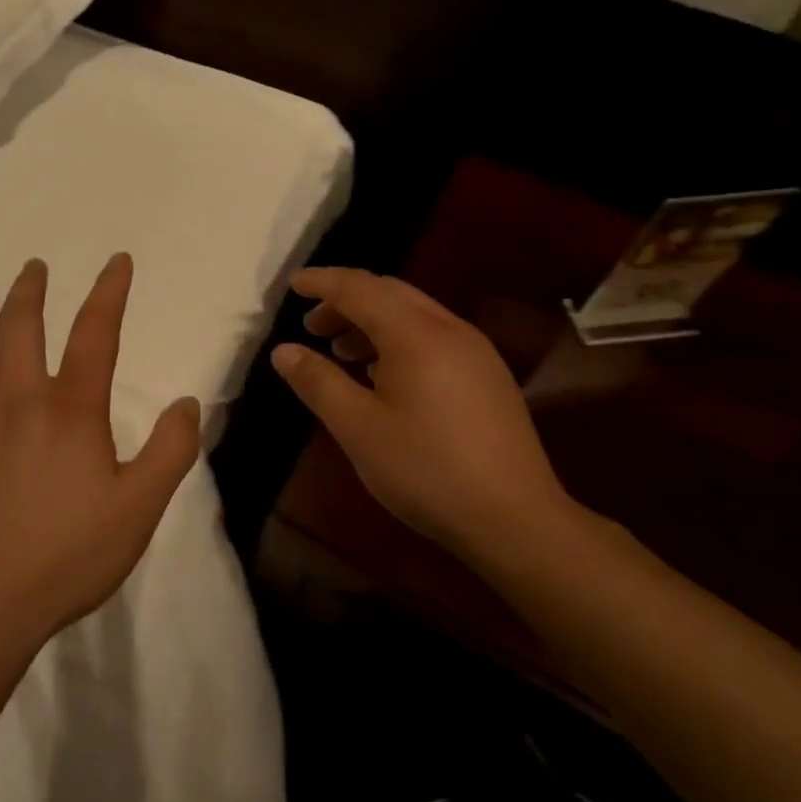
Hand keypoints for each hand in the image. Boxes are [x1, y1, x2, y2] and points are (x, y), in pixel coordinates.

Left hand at [0, 253, 201, 647]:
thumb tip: (187, 403)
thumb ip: (170, 451)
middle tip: (33, 266)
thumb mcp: (139, 509)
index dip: (109, 292)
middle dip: (30, 291)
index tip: (117, 261)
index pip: (94, 333)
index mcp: (69, 409)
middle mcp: (17, 400)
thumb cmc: (66, 557)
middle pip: (21, 328)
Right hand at [271, 267, 576, 565]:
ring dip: (372, 322)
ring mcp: (475, 352)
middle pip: (389, 293)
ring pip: (413, 315)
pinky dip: (398, 340)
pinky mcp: (488, 376)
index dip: (322, 282)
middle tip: (312, 327)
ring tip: (341, 353)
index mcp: (415, 333)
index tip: (292, 285)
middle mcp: (449, 329)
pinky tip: (383, 377)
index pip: (360, 287)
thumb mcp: (358, 428)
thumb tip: (283, 350)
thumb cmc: (426, 469)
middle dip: (346, 301)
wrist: (517, 520)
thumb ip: (318, 382)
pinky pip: (433, 337)